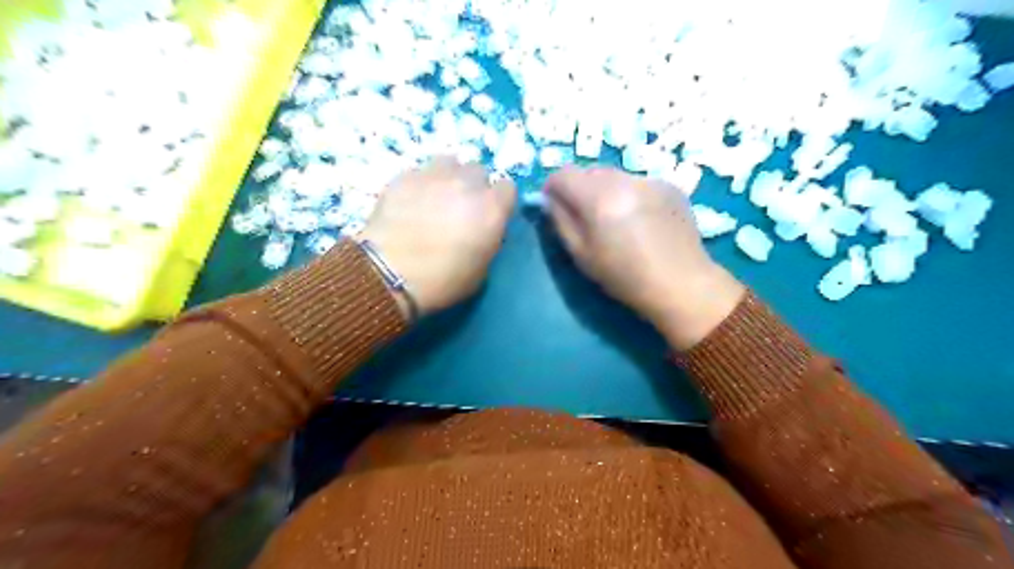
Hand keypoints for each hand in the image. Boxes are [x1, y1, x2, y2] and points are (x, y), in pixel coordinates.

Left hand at [359, 155, 515, 314]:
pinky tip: (411, 202)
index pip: (508, 189)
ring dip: (449, 177)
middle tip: (462, 208)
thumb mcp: (481, 270)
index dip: (499, 202)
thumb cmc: (443, 280)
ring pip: (449, 163)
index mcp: (492, 208)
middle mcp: (467, 184)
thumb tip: (481, 231)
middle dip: (474, 186)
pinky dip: (421, 184)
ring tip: (437, 197)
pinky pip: (420, 172)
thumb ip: (487, 240)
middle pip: (478, 171)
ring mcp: (434, 175)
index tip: (490, 216)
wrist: (390, 274)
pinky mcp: (404, 176)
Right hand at [548, 165, 742, 350]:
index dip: (552, 188)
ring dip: (605, 190)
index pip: (563, 174)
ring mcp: (650, 180)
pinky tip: (641, 220)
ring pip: (614, 175)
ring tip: (616, 220)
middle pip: (589, 171)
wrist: (681, 284)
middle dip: (580, 188)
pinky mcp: (669, 185)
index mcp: (599, 198)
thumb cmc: (625, 277)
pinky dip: (630, 194)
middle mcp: (624, 180)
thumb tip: (550, 199)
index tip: (554, 205)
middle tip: (586, 217)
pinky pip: (637, 182)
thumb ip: (560, 221)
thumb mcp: (582, 255)